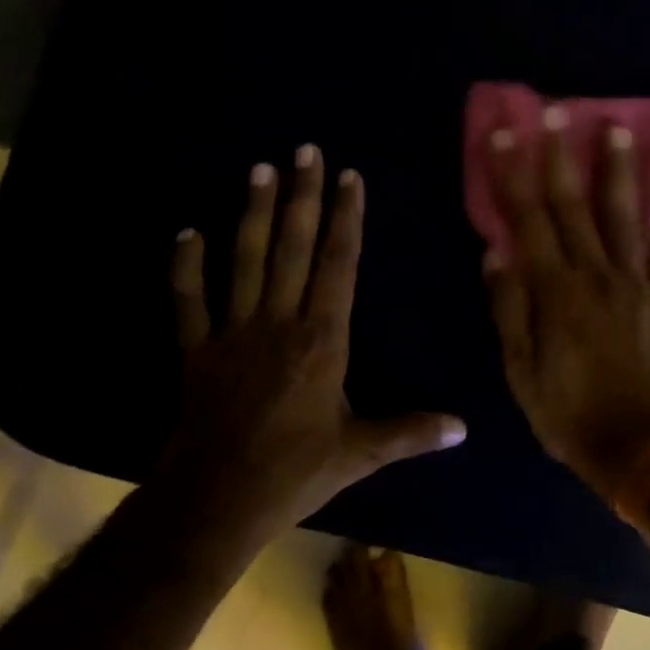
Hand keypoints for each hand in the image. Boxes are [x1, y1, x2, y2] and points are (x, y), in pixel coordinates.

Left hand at [162, 147, 466, 540]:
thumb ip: (411, 432)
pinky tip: (186, 232)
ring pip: (244, 261)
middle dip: (302, 197)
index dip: (346, 219)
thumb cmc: (294, 472)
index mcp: (322, 341)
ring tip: (259, 170)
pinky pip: (188, 301)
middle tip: (304, 150)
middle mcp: (279, 323)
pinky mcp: (196, 351)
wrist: (216, 500)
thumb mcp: (360, 453)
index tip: (348, 177)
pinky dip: (185, 266)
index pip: (338, 266)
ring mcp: (233, 333)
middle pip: (293, 248)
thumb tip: (464, 428)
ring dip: (253, 214)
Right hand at [483, 112, 649, 500]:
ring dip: (620, 170)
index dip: (515, 176)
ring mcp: (638, 284)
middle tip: (558, 110)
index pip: (529, 221)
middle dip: (562, 156)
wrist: (638, 447)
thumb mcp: (520, 371)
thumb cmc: (567, 413)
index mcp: (555, 292)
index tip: (507, 135)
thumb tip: (496, 253)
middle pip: (575, 206)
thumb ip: (509, 309)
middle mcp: (597, 275)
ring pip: (625, 216)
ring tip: (618, 127)